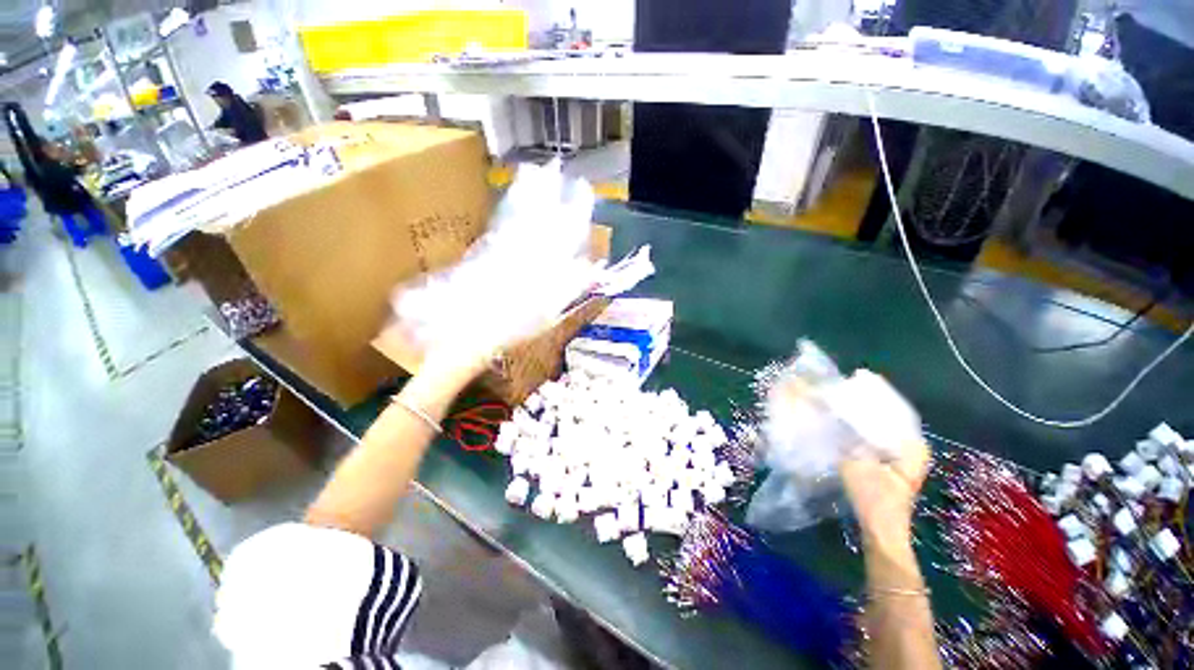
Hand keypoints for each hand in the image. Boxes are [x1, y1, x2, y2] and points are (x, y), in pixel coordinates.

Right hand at [771, 369, 928, 544]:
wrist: (880, 533)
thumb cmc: (874, 500)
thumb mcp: (854, 463)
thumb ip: (841, 434)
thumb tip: (824, 407)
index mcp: (911, 444)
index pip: (892, 407)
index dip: (870, 392)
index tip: (847, 381)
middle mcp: (910, 446)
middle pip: (884, 416)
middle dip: (859, 403)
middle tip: (835, 392)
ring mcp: (899, 457)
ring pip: (876, 427)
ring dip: (856, 417)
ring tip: (833, 404)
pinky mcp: (886, 464)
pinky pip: (871, 437)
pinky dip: (855, 430)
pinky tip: (838, 425)